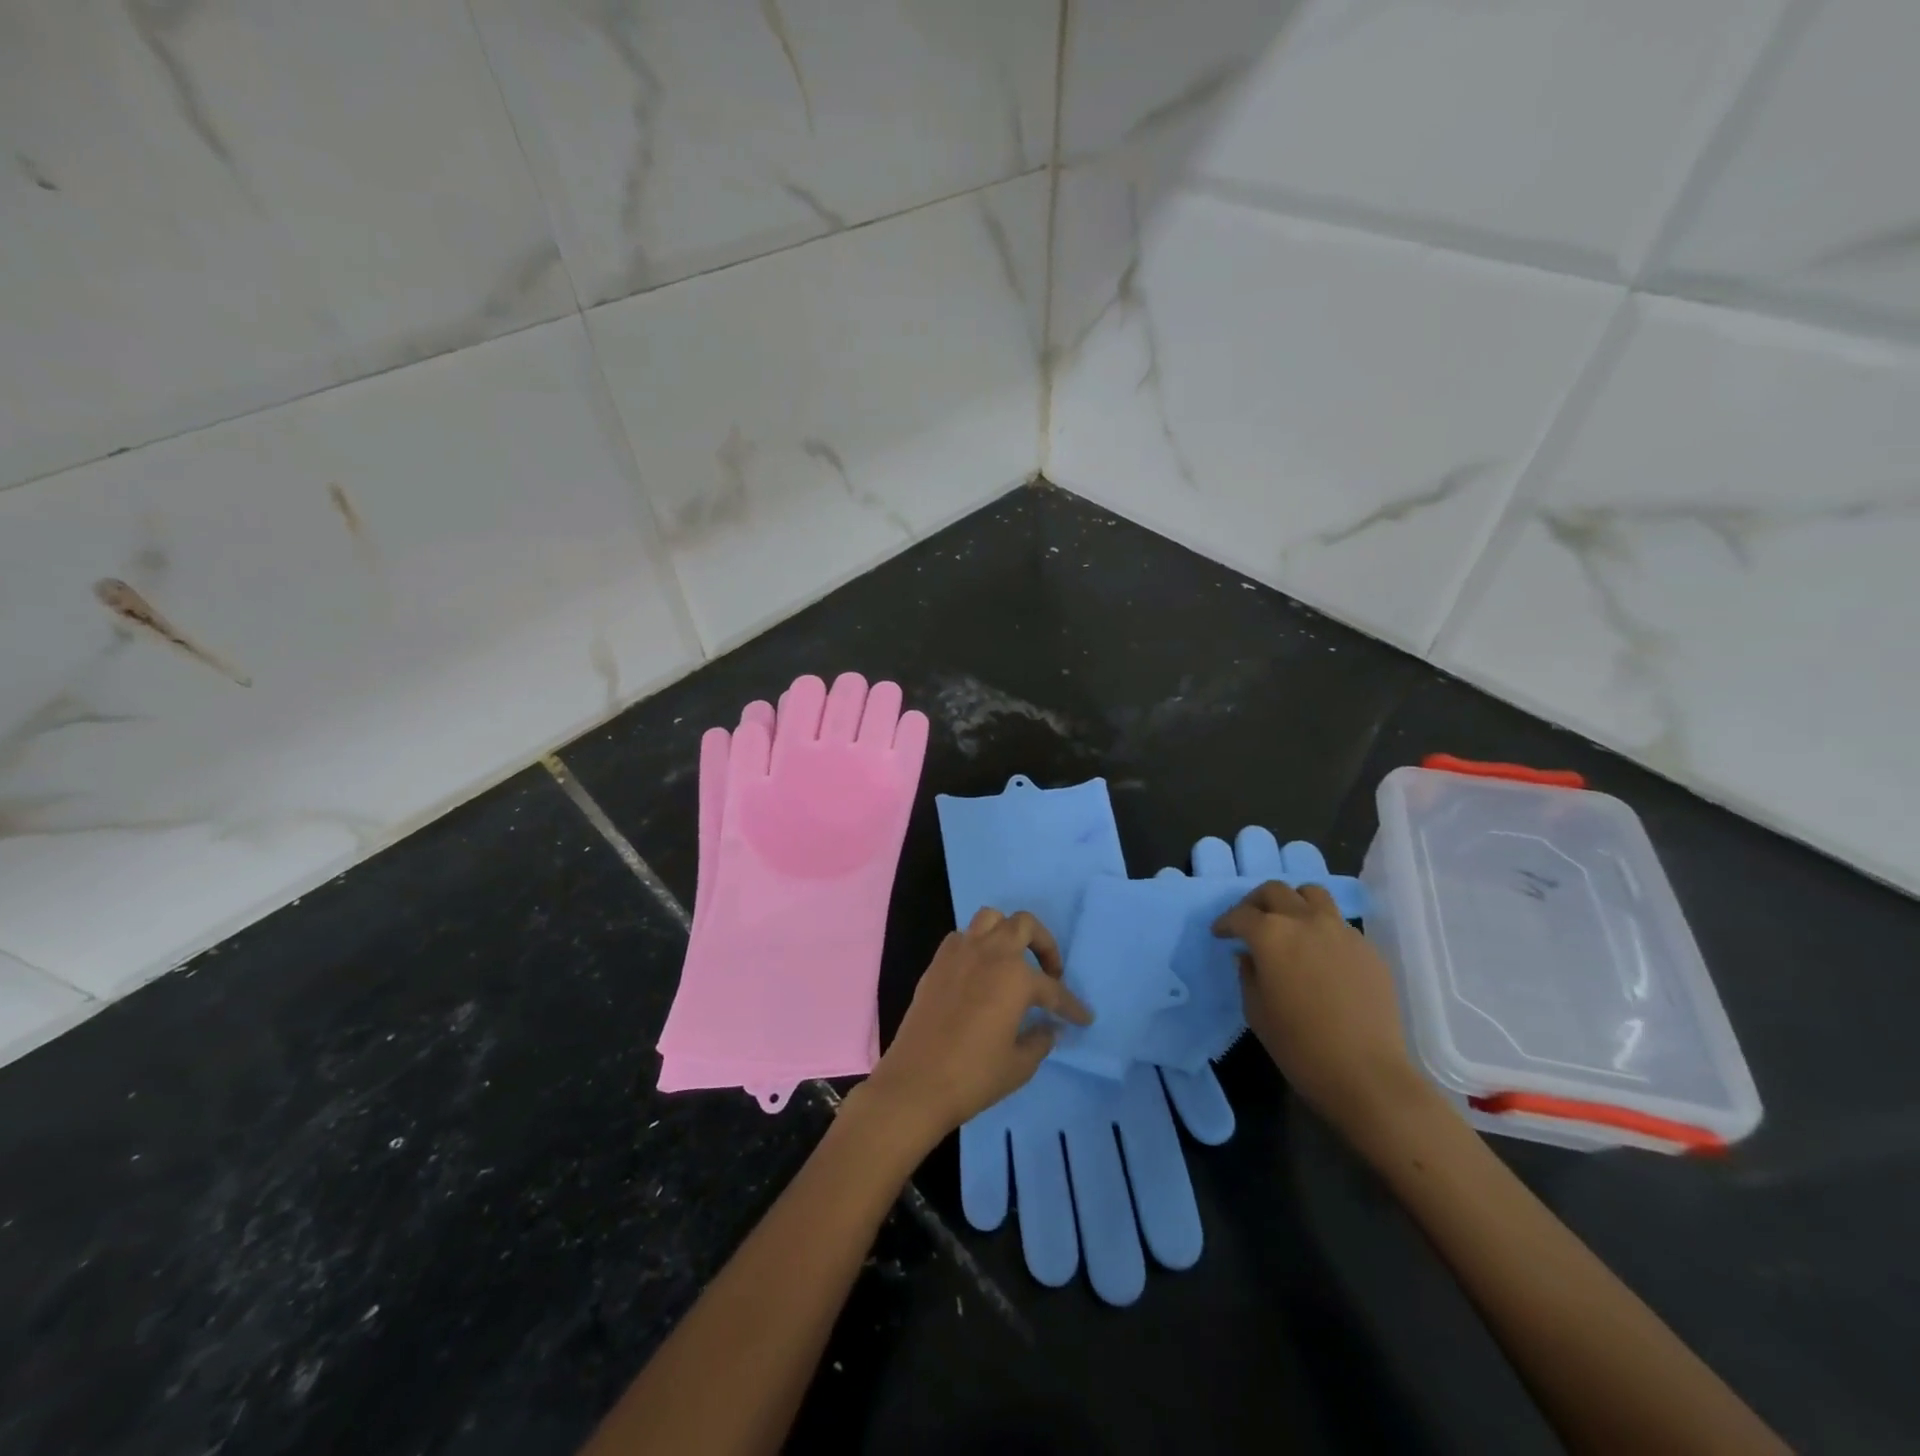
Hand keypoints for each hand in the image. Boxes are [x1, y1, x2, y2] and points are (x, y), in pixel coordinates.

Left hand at [860, 908, 1092, 1144]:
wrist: (915, 1083)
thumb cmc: (973, 1076)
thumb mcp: (1019, 1065)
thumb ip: (1040, 1040)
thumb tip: (1049, 1027)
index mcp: (1015, 977)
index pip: (1053, 989)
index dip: (1071, 1006)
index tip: (1084, 1018)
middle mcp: (989, 953)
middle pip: (1023, 925)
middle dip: (1043, 944)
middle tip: (1050, 972)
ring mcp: (959, 953)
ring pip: (990, 919)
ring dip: (1007, 933)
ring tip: (1013, 962)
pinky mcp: (936, 963)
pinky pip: (962, 937)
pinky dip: (976, 945)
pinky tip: (980, 973)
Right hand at [1214, 881, 1432, 1141]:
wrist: (1367, 1074)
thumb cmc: (1299, 1046)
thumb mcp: (1256, 1011)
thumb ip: (1248, 974)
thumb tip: (1249, 955)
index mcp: (1271, 935)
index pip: (1240, 915)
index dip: (1226, 923)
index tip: (1220, 934)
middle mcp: (1305, 921)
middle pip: (1276, 891)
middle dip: (1257, 902)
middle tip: (1250, 922)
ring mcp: (1341, 931)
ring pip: (1313, 894)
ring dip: (1294, 902)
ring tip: (1289, 924)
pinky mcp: (1367, 948)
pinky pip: (1338, 924)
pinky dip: (1322, 928)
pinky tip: (1320, 955)